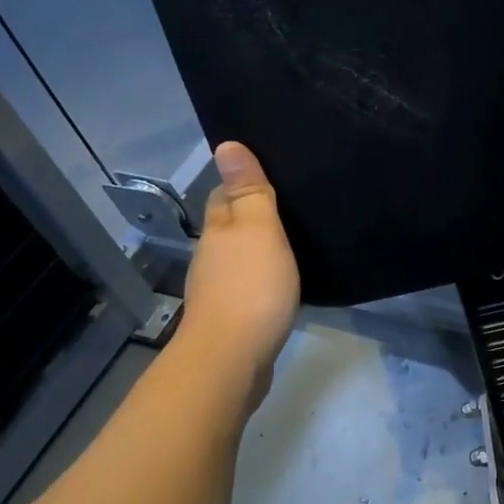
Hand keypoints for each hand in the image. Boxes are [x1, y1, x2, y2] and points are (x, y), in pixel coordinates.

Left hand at [182, 141, 300, 377]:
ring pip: (238, 260)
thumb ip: (248, 190)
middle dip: (250, 217)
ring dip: (257, 252)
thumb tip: (225, 144)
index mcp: (218, 231)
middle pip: (229, 228)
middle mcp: (211, 258)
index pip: (223, 195)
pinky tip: (281, 286)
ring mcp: (218, 292)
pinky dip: (261, 283)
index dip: (240, 183)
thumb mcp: (258, 229)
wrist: (232, 360)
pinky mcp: (231, 321)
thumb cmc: (250, 288)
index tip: (269, 176)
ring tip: (291, 245)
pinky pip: (248, 290)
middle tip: (289, 208)